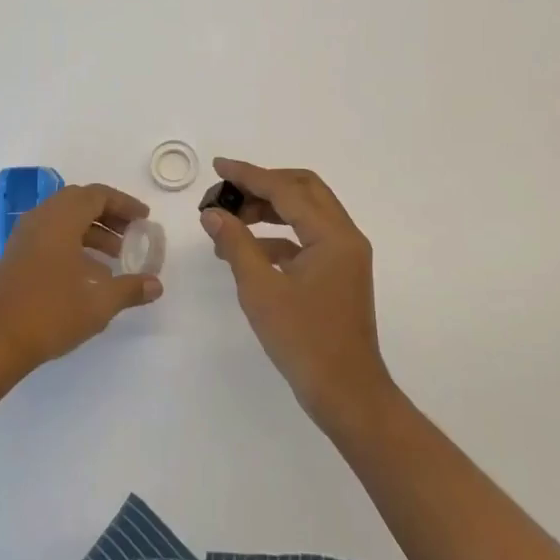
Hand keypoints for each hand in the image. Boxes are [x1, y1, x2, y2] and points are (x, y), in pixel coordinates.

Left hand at [0, 183, 163, 377]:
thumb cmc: (49, 313)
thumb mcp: (99, 303)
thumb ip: (130, 289)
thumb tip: (156, 285)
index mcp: (60, 219)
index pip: (97, 195)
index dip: (124, 204)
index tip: (144, 219)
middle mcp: (40, 220)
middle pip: (79, 202)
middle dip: (108, 215)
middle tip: (131, 233)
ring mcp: (24, 238)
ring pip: (63, 220)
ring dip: (91, 231)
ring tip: (115, 257)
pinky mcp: (16, 257)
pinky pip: (50, 236)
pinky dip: (73, 244)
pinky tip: (88, 274)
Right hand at [200, 158, 396, 428]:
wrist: (346, 393)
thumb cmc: (304, 340)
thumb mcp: (261, 290)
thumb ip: (236, 244)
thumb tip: (213, 213)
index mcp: (332, 235)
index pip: (286, 189)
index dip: (249, 175)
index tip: (218, 166)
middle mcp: (345, 236)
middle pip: (303, 189)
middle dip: (263, 184)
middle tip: (227, 191)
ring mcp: (344, 255)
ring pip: (306, 213)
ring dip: (269, 209)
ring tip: (231, 219)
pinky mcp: (338, 273)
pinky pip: (306, 239)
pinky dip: (278, 236)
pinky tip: (248, 250)